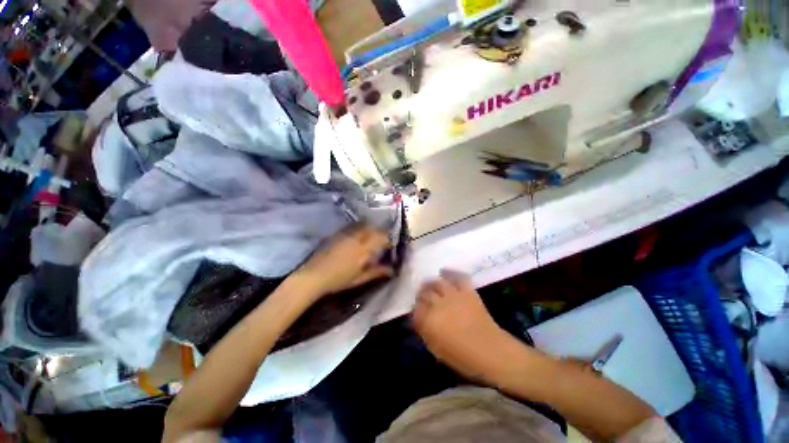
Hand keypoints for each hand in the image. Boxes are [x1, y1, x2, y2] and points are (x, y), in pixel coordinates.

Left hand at [296, 224, 392, 298]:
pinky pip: (352, 226)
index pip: (381, 237)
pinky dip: (359, 228)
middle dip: (380, 231)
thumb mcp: (359, 279)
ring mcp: (345, 234)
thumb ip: (376, 272)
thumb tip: (391, 270)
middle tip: (382, 238)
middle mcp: (356, 238)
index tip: (390, 244)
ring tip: (371, 235)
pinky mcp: (337, 233)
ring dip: (370, 228)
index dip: (388, 238)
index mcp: (363, 250)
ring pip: (362, 225)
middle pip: (372, 228)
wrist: (313, 276)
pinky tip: (358, 234)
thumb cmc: (338, 280)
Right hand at [412, 269, 509, 383]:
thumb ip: (425, 332)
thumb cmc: (462, 357)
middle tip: (422, 297)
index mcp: (429, 321)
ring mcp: (453, 295)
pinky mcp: (467, 291)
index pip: (415, 309)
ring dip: (431, 283)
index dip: (415, 309)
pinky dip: (451, 273)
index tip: (416, 311)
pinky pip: (457, 277)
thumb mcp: (436, 349)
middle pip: (424, 294)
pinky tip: (444, 272)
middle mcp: (438, 304)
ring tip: (429, 284)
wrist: (491, 352)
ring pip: (437, 282)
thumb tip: (419, 321)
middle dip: (421, 295)